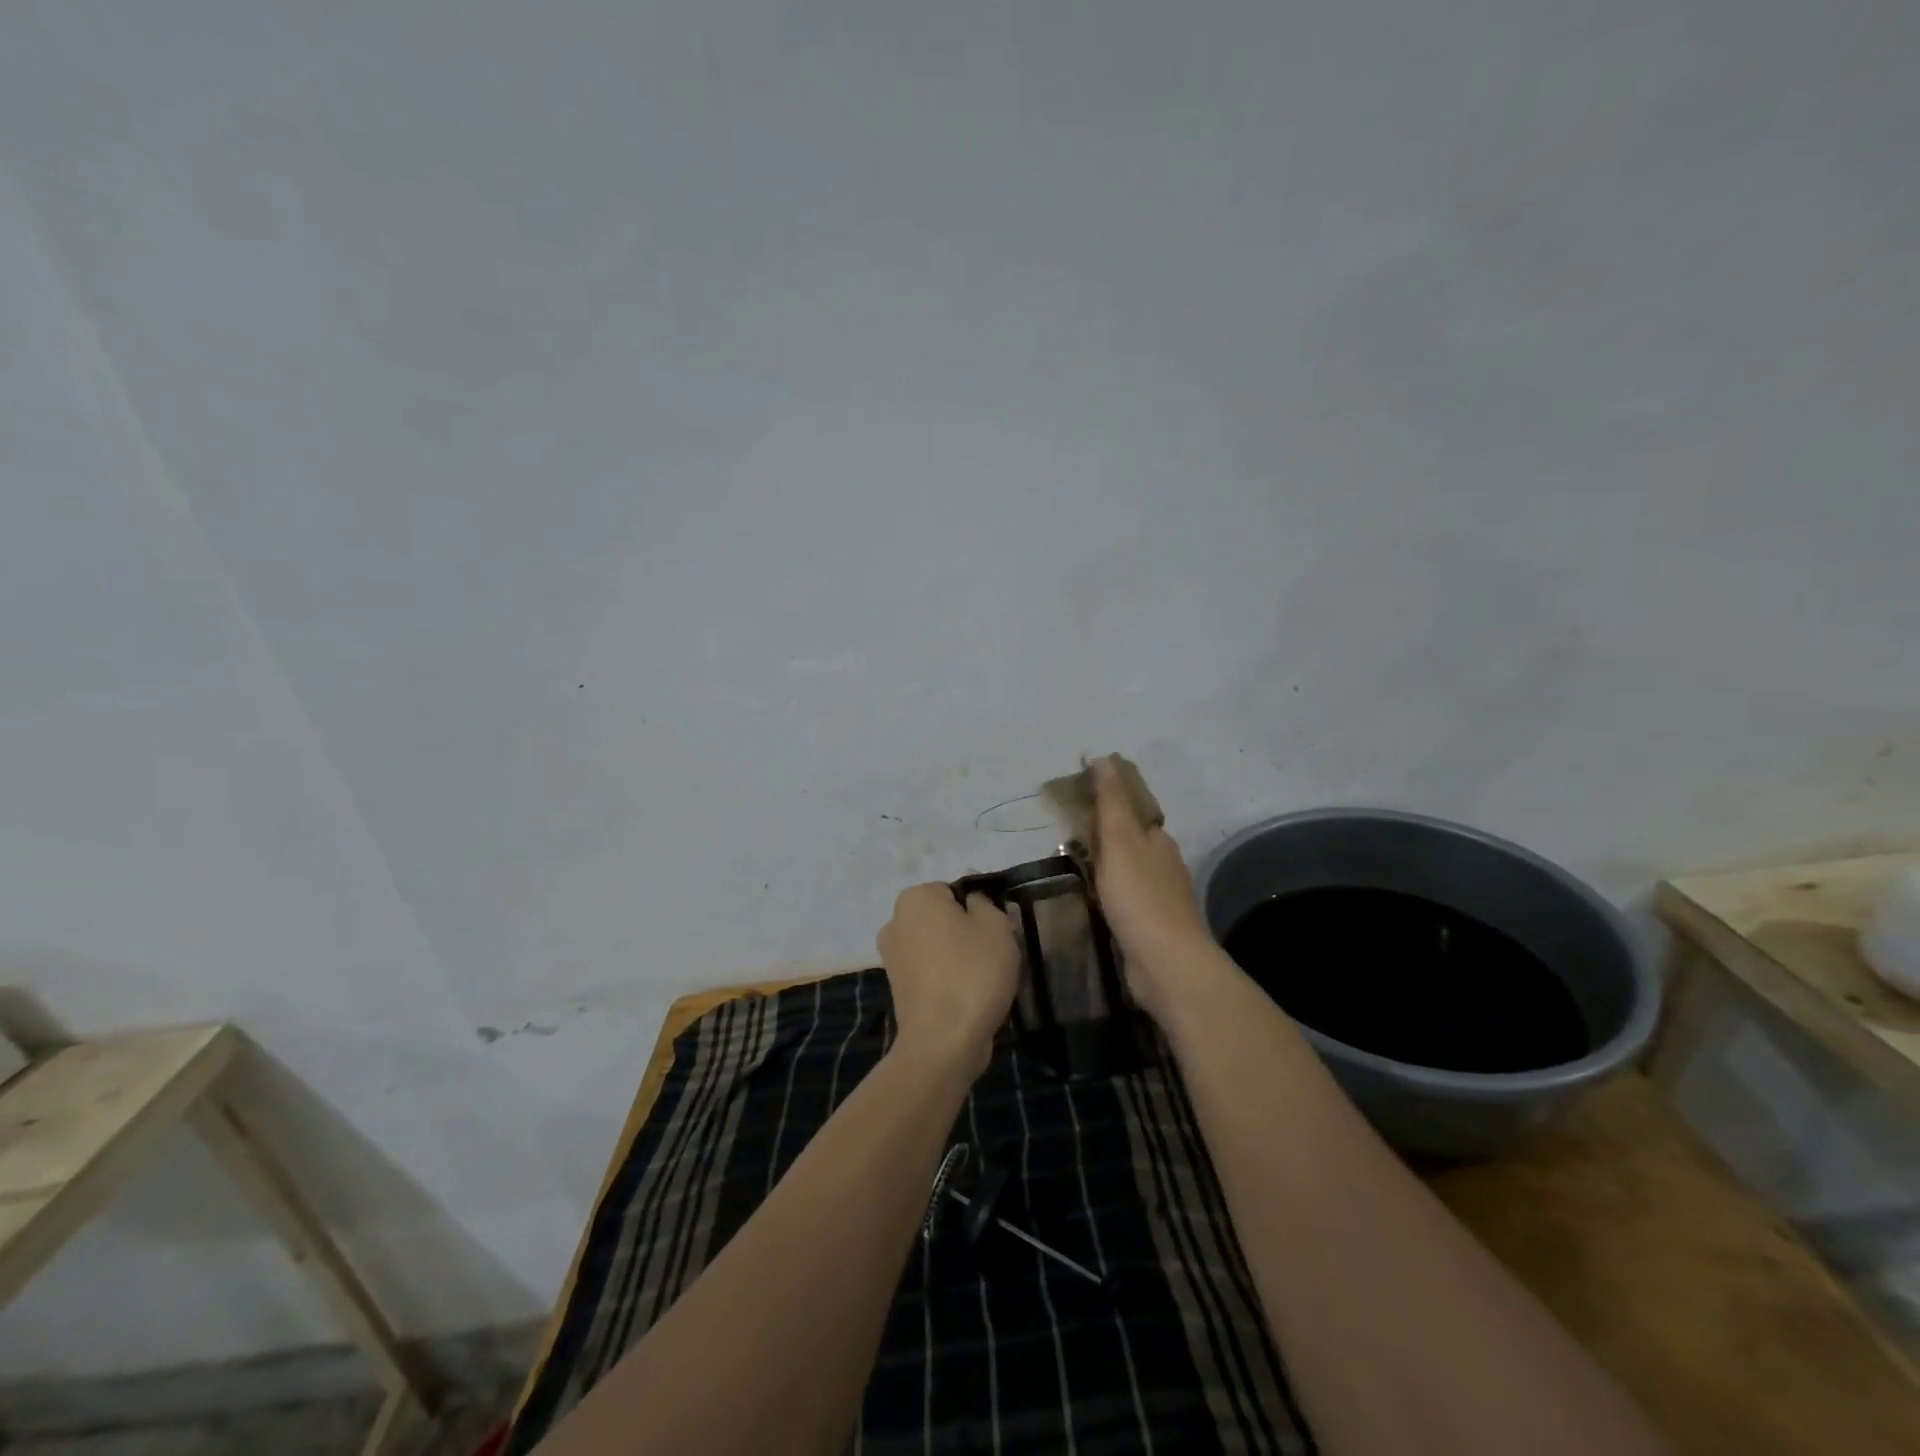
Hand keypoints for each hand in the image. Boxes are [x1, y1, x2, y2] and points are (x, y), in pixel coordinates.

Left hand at [876, 883, 1020, 1073]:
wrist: (943, 1042)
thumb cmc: (972, 973)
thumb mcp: (995, 926)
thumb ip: (984, 902)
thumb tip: (972, 900)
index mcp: (914, 897)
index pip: (955, 891)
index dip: (980, 909)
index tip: (997, 932)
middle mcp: (895, 921)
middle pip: (944, 918)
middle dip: (968, 932)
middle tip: (995, 954)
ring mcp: (892, 957)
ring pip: (938, 946)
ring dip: (959, 957)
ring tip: (985, 980)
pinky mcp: (898, 988)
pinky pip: (931, 972)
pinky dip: (948, 979)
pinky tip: (969, 996)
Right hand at [1088, 755, 1220, 1021]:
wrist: (1165, 963)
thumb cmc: (1139, 897)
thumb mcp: (1120, 840)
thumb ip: (1110, 801)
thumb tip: (1104, 757)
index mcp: (1158, 839)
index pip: (1131, 808)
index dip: (1105, 801)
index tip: (1074, 800)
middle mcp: (1163, 863)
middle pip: (1128, 838)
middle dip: (1101, 833)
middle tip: (1064, 835)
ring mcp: (1159, 897)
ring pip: (1126, 869)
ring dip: (1103, 864)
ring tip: (1070, 865)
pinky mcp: (1151, 925)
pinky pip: (1124, 897)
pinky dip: (1107, 891)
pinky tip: (1090, 899)